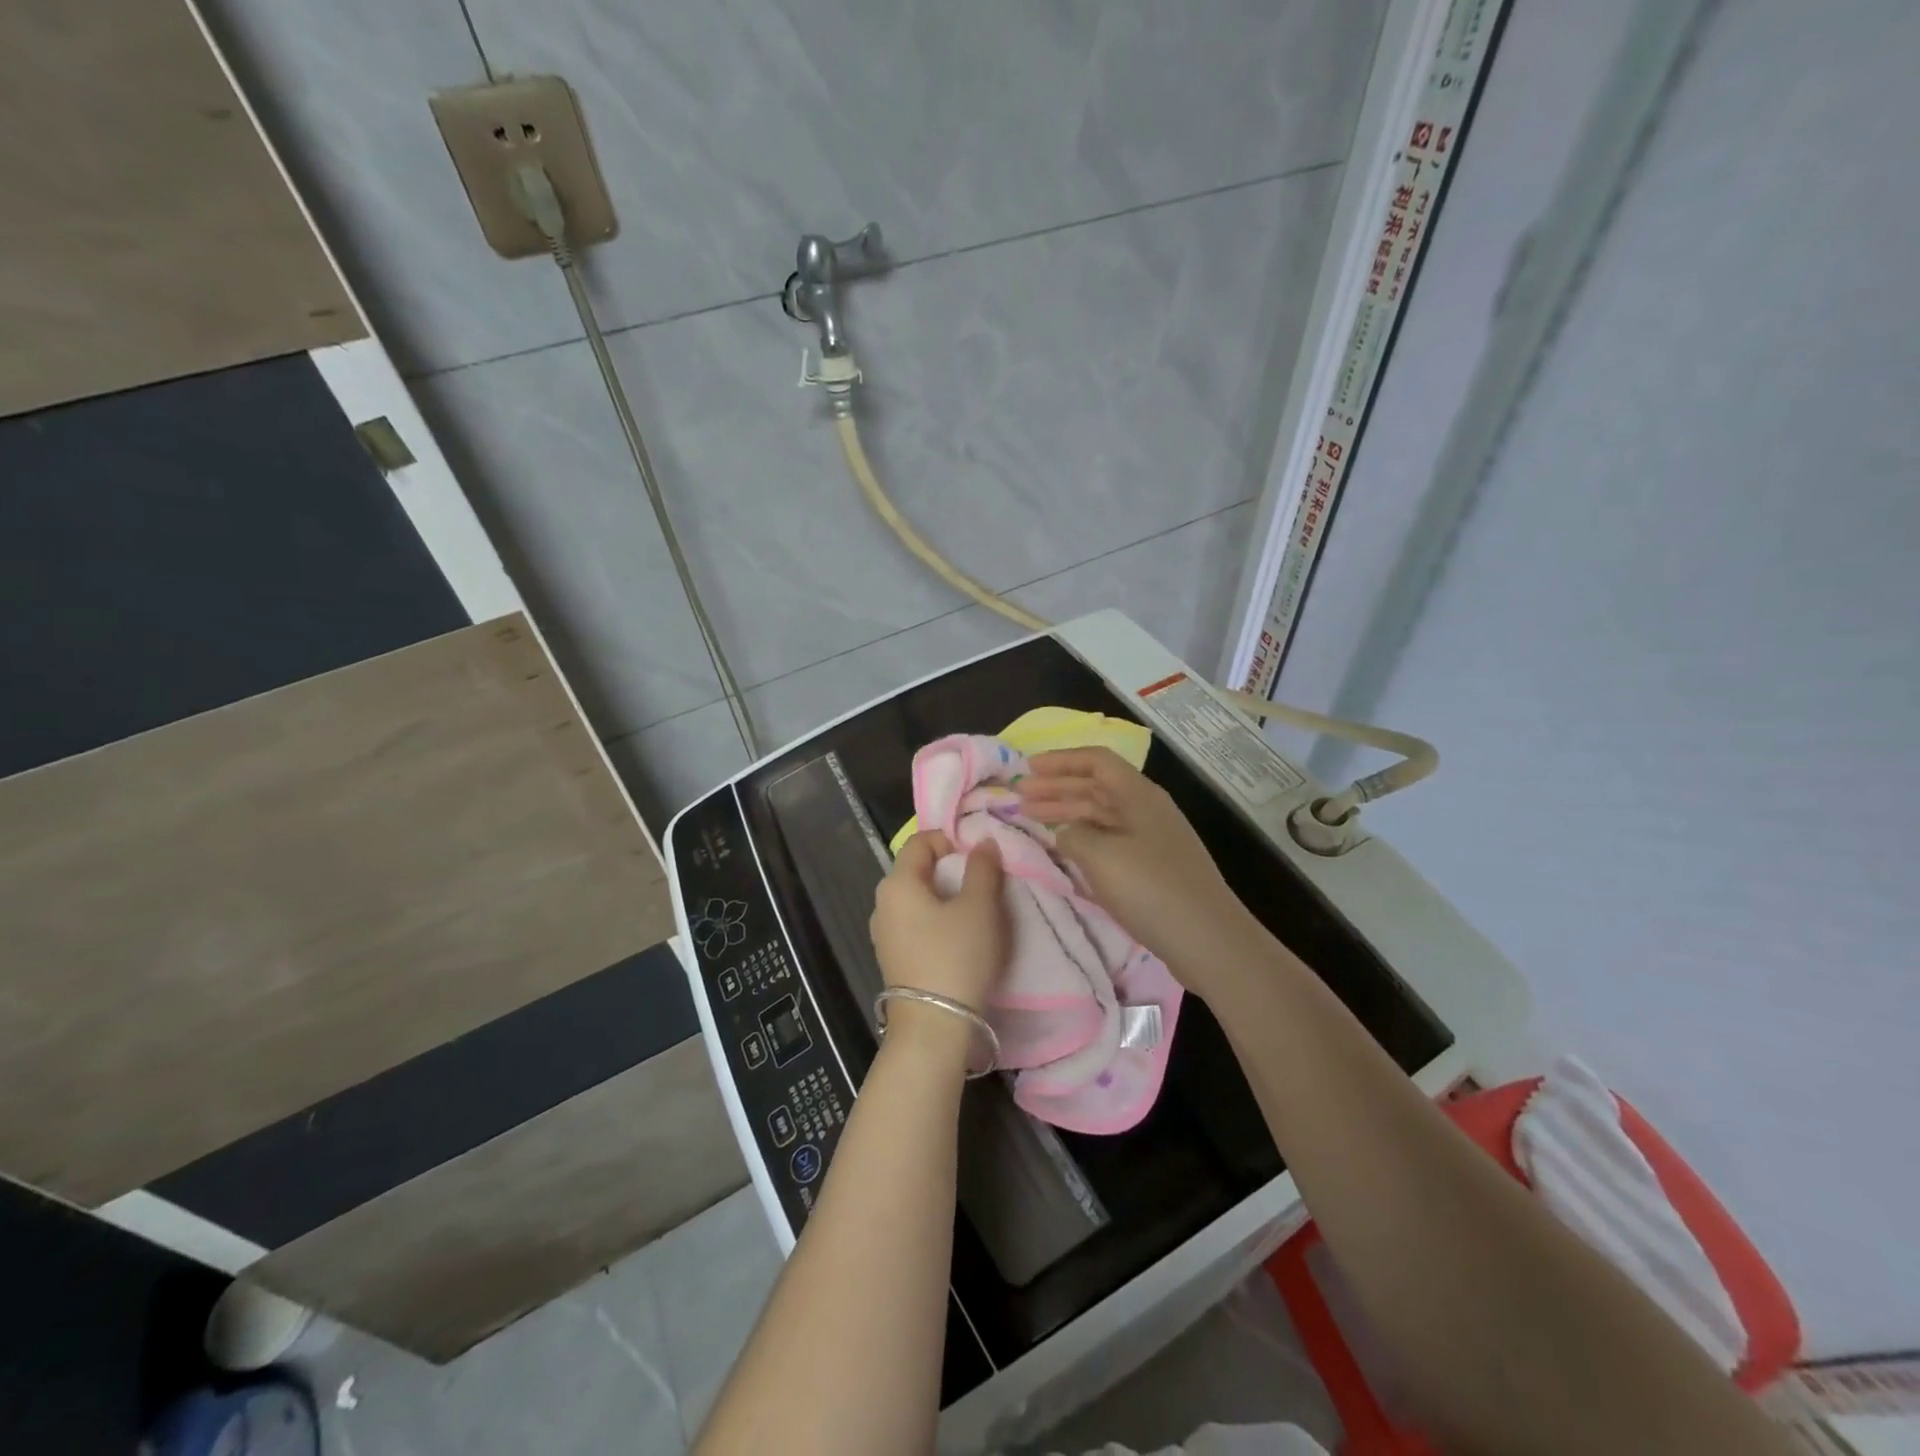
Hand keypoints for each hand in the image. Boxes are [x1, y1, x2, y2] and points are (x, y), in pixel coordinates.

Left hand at [869, 832, 1008, 1017]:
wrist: (933, 1027)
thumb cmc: (956, 956)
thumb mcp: (980, 907)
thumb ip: (983, 868)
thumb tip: (983, 843)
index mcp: (897, 883)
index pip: (920, 841)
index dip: (950, 840)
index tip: (979, 859)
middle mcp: (882, 904)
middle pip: (917, 870)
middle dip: (950, 870)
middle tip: (983, 884)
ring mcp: (884, 934)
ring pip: (917, 900)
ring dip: (945, 898)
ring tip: (975, 914)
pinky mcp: (892, 959)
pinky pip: (915, 926)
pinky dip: (936, 922)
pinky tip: (958, 941)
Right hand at [1019, 747, 1249, 983]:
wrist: (1208, 939)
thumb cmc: (1152, 889)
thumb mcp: (1102, 856)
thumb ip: (1074, 835)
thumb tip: (1067, 833)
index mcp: (1139, 796)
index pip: (1096, 761)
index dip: (1060, 761)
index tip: (1028, 769)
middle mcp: (1146, 810)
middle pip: (1096, 787)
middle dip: (1056, 787)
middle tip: (1019, 795)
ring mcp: (1151, 840)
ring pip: (1101, 815)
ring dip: (1066, 812)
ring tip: (1031, 818)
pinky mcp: (1153, 868)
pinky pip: (1109, 840)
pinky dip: (1083, 838)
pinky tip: (1065, 849)